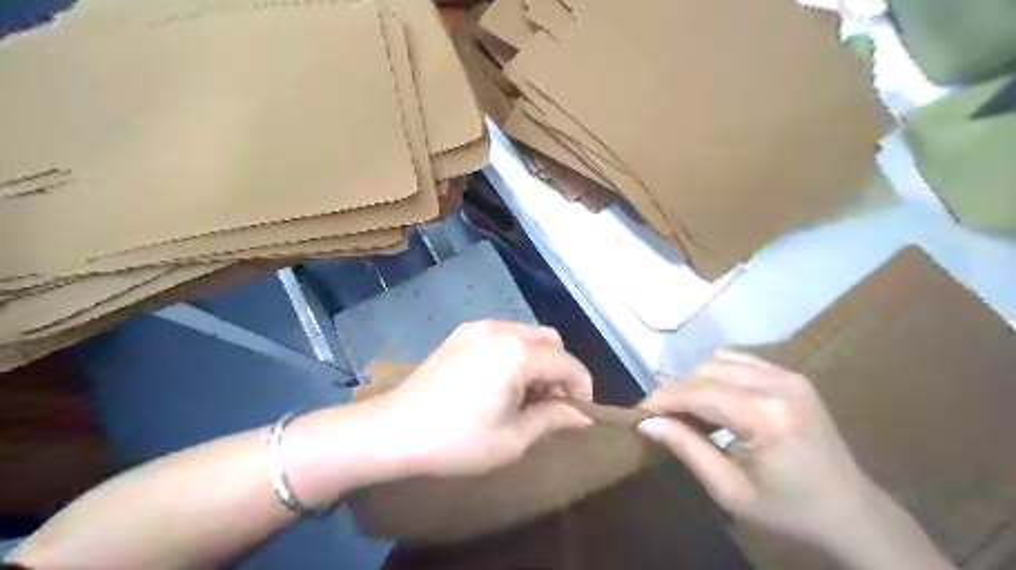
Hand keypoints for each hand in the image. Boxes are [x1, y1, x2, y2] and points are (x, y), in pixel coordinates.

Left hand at [371, 322, 591, 479]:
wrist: (392, 431)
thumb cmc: (456, 441)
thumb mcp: (512, 439)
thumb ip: (553, 419)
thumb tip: (582, 416)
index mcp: (517, 353)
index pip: (567, 363)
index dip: (582, 389)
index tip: (578, 414)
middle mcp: (501, 329)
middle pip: (551, 341)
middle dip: (560, 370)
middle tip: (551, 404)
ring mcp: (478, 327)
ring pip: (527, 334)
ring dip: (538, 360)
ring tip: (525, 394)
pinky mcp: (461, 333)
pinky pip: (503, 334)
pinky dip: (515, 353)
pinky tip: (501, 380)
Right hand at [638, 352, 877, 546]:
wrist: (853, 515)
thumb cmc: (789, 511)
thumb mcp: (730, 490)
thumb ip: (686, 448)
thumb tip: (646, 422)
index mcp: (766, 415)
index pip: (697, 392)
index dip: (662, 399)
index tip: (638, 413)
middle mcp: (778, 383)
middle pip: (705, 371)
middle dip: (677, 392)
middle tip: (663, 419)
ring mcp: (788, 375)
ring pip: (719, 361)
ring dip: (696, 382)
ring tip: (688, 412)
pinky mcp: (792, 376)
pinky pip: (740, 362)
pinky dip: (718, 376)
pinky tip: (715, 401)